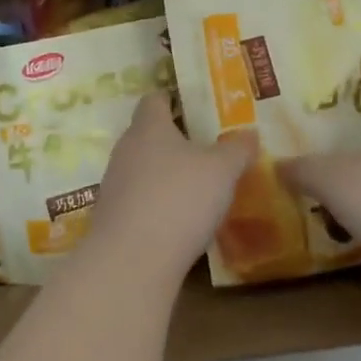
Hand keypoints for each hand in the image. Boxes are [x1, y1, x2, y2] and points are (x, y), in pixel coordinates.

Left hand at [89, 92, 256, 284]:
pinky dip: (156, 204)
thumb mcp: (222, 171)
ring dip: (164, 174)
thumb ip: (237, 149)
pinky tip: (179, 220)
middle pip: (146, 134)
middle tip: (204, 147)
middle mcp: (125, 150)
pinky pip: (138, 200)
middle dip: (172, 140)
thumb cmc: (179, 199)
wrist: (131, 261)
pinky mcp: (112, 218)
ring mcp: (113, 185)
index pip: (154, 100)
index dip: (171, 99)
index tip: (191, 105)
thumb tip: (249, 133)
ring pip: (142, 169)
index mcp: (149, 127)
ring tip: (195, 186)